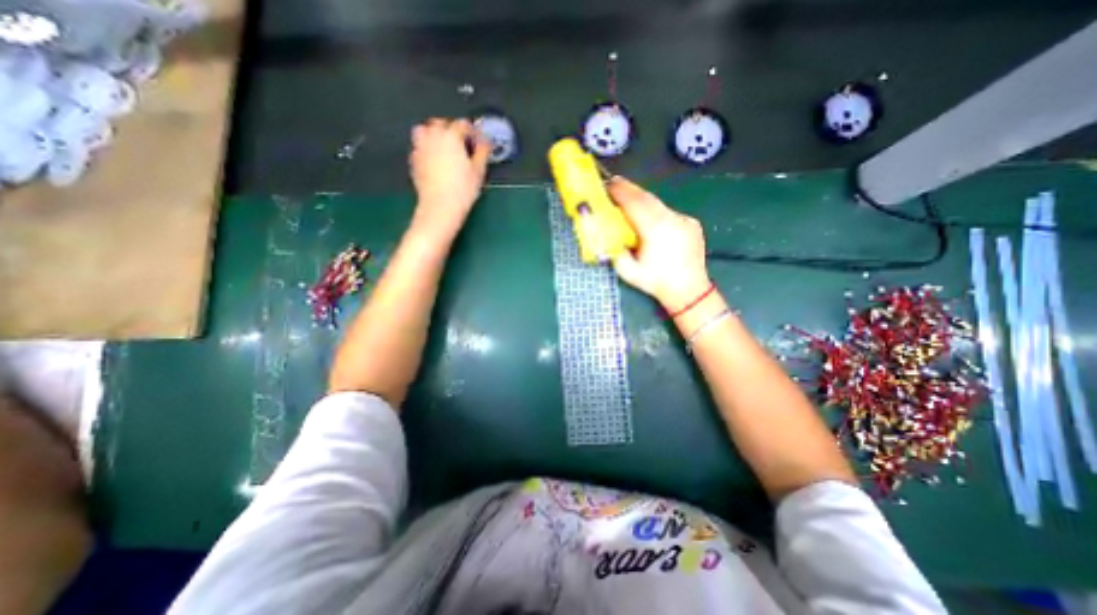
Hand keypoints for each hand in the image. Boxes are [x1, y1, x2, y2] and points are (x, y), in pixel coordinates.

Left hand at [409, 117, 490, 239]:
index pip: (462, 124)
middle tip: (462, 143)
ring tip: (444, 147)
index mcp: (451, 136)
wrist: (440, 206)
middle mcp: (433, 137)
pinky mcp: (414, 160)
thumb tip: (485, 143)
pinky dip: (427, 148)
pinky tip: (435, 160)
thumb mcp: (478, 171)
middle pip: (440, 123)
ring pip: (424, 130)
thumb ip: (482, 152)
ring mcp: (420, 148)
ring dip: (434, 134)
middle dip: (451, 129)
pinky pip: (419, 147)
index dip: (472, 131)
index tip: (477, 140)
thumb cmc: (463, 189)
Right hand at [609, 175, 711, 311]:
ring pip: (658, 204)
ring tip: (629, 197)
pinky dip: (655, 210)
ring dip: (642, 199)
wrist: (689, 291)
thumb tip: (607, 235)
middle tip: (615, 183)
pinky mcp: (691, 223)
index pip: (635, 204)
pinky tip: (649, 218)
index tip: (608, 184)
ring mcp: (684, 219)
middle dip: (630, 189)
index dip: (620, 192)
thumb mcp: (628, 272)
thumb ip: (615, 251)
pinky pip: (668, 212)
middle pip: (647, 197)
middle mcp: (671, 219)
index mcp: (655, 230)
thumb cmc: (656, 282)